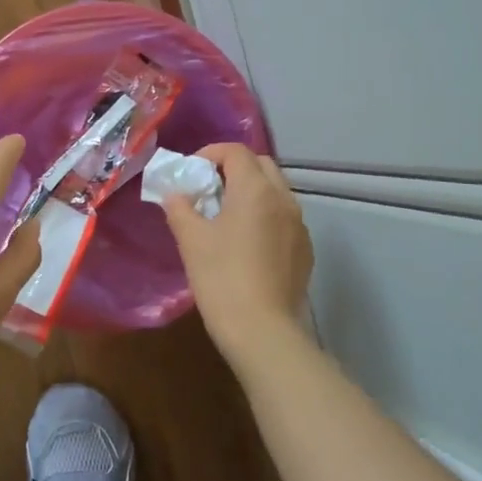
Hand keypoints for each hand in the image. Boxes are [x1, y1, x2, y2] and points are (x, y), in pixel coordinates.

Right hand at [160, 144, 313, 359]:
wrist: (261, 329)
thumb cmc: (221, 278)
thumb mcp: (191, 240)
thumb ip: (180, 208)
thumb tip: (176, 194)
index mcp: (255, 189)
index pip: (235, 152)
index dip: (210, 153)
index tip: (191, 172)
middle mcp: (284, 199)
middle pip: (261, 166)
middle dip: (234, 169)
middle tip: (209, 190)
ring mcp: (299, 225)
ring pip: (276, 192)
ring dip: (252, 193)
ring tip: (226, 217)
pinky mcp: (305, 250)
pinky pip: (284, 219)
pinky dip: (265, 217)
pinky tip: (248, 244)